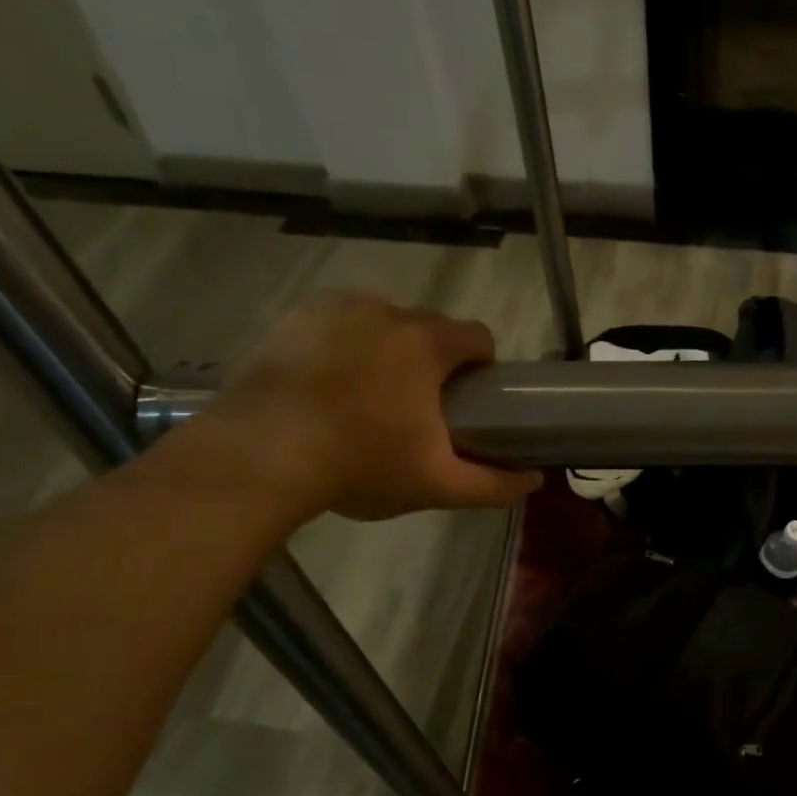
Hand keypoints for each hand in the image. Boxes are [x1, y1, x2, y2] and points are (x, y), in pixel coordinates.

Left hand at [201, 293, 541, 521]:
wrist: (262, 456)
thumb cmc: (361, 464)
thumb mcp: (437, 484)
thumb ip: (493, 484)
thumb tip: (534, 482)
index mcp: (426, 344)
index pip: (477, 336)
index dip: (482, 365)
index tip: (470, 398)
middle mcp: (385, 312)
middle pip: (429, 327)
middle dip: (433, 359)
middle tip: (419, 408)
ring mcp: (334, 310)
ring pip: (381, 322)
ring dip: (389, 349)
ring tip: (371, 396)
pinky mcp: (293, 320)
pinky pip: (336, 324)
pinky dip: (344, 345)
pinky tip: (329, 385)